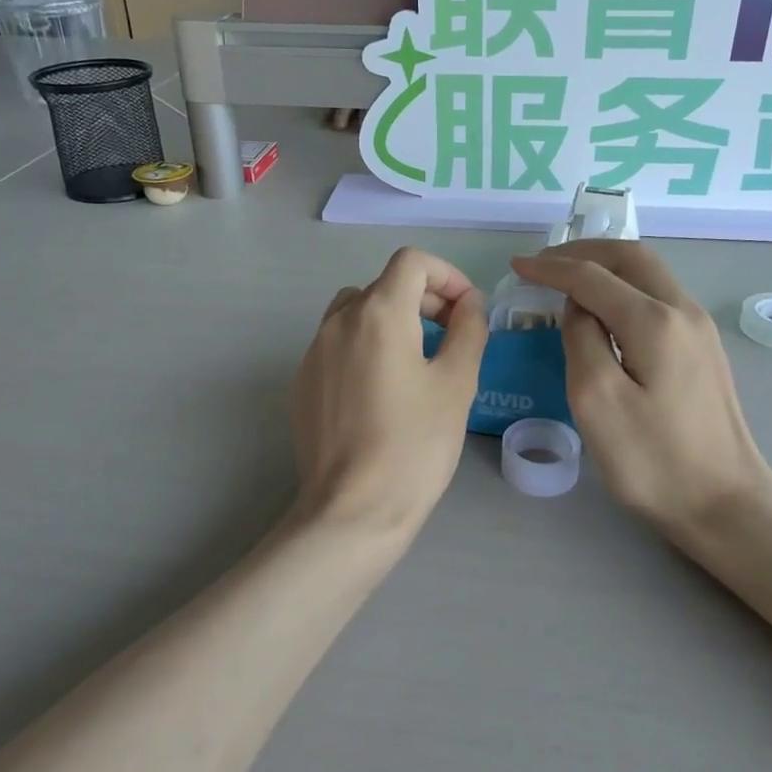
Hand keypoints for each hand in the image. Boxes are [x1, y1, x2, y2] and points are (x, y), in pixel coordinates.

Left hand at [291, 247, 487, 540]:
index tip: (466, 310)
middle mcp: (338, 321)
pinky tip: (383, 392)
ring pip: (356, 312)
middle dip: (424, 300)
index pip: (411, 262)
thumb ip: (468, 329)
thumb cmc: (415, 445)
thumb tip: (468, 304)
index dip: (447, 275)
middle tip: (452, 337)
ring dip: (391, 321)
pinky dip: (365, 347)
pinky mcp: (303, 383)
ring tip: (418, 361)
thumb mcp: (457, 383)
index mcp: (378, 313)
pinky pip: (337, 345)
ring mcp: (313, 352)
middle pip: (384, 285)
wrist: (353, 510)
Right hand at [511, 241, 771, 542]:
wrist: (725, 503)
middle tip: (543, 264)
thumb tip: (579, 307)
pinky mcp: (704, 349)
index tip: (517, 266)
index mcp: (655, 321)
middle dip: (583, 252)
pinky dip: (625, 288)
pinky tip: (604, 310)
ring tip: (567, 279)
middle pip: (631, 258)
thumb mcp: (597, 401)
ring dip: (606, 267)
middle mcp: (684, 311)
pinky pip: (659, 297)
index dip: (551, 267)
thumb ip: (581, 339)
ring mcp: (700, 329)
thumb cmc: (653, 460)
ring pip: (649, 274)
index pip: (593, 276)